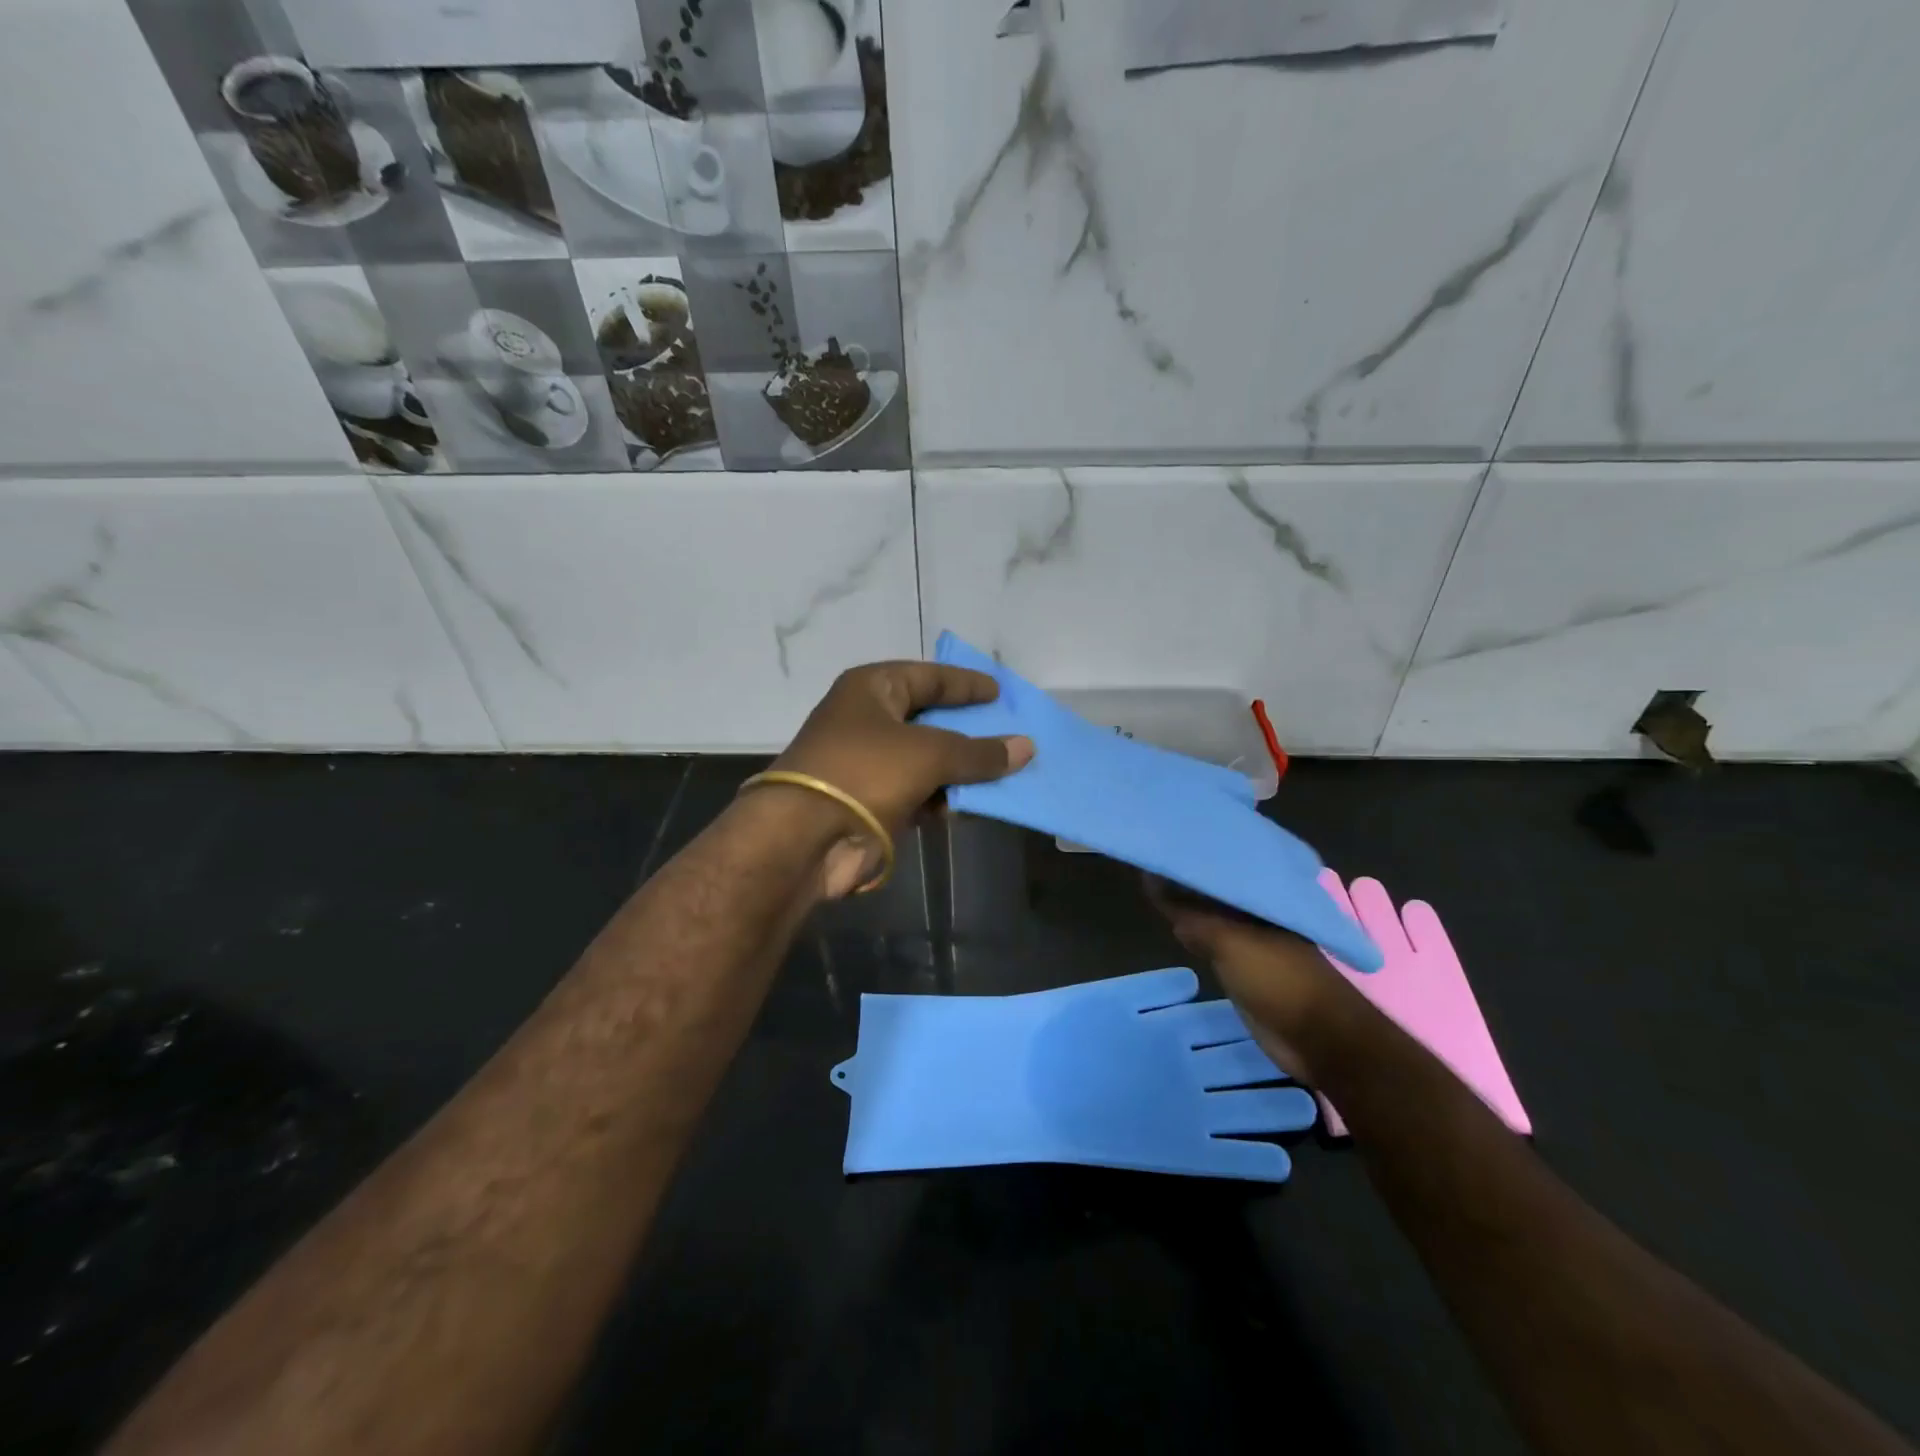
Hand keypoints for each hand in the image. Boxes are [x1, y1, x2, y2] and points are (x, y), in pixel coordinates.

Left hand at [773, 662, 1034, 897]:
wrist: (805, 838)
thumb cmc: (865, 772)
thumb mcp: (929, 754)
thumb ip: (979, 751)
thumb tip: (1026, 747)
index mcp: (872, 689)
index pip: (928, 676)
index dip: (965, 684)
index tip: (1000, 692)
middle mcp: (868, 720)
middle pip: (929, 719)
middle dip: (968, 730)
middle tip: (1010, 733)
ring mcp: (869, 764)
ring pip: (927, 761)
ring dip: (961, 770)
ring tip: (1005, 773)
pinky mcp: (873, 802)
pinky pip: (920, 793)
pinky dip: (945, 799)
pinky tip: (975, 805)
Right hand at [1147, 875, 1353, 1084]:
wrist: (1316, 1038)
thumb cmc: (1279, 979)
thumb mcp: (1230, 941)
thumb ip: (1193, 915)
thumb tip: (1156, 887)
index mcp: (1263, 897)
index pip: (1223, 867)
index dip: (1196, 857)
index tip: (1165, 844)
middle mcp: (1258, 913)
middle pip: (1217, 890)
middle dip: (1189, 879)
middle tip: (1153, 860)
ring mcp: (1252, 941)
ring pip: (1213, 916)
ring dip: (1189, 906)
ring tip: (1153, 885)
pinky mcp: (1244, 967)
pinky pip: (1212, 942)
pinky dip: (1194, 932)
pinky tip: (1174, 925)